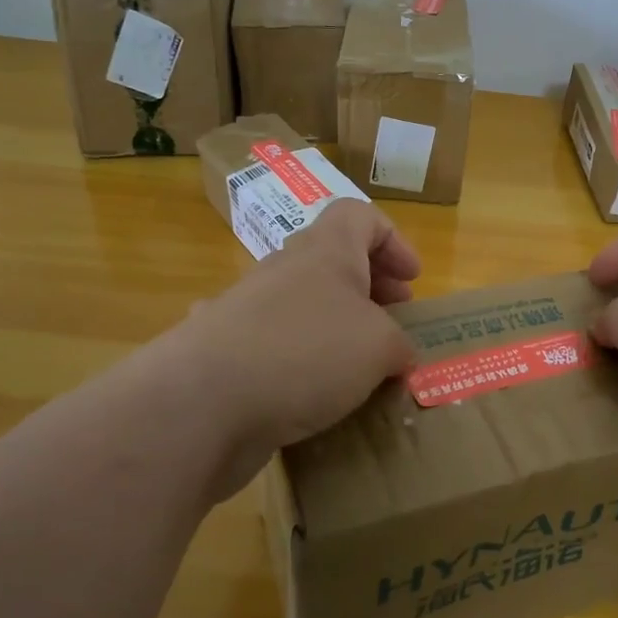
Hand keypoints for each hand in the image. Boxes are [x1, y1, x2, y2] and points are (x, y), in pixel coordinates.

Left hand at [167, 198, 419, 498]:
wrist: (204, 401)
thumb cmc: (308, 353)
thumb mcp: (380, 347)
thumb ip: (399, 345)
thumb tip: (396, 356)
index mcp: (326, 250)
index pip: (360, 216)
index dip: (393, 241)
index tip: (412, 280)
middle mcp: (285, 269)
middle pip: (333, 260)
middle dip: (369, 288)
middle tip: (394, 321)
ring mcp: (249, 310)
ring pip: (303, 305)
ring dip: (335, 328)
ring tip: (360, 368)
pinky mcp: (227, 352)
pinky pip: (273, 345)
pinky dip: (296, 362)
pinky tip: (308, 394)